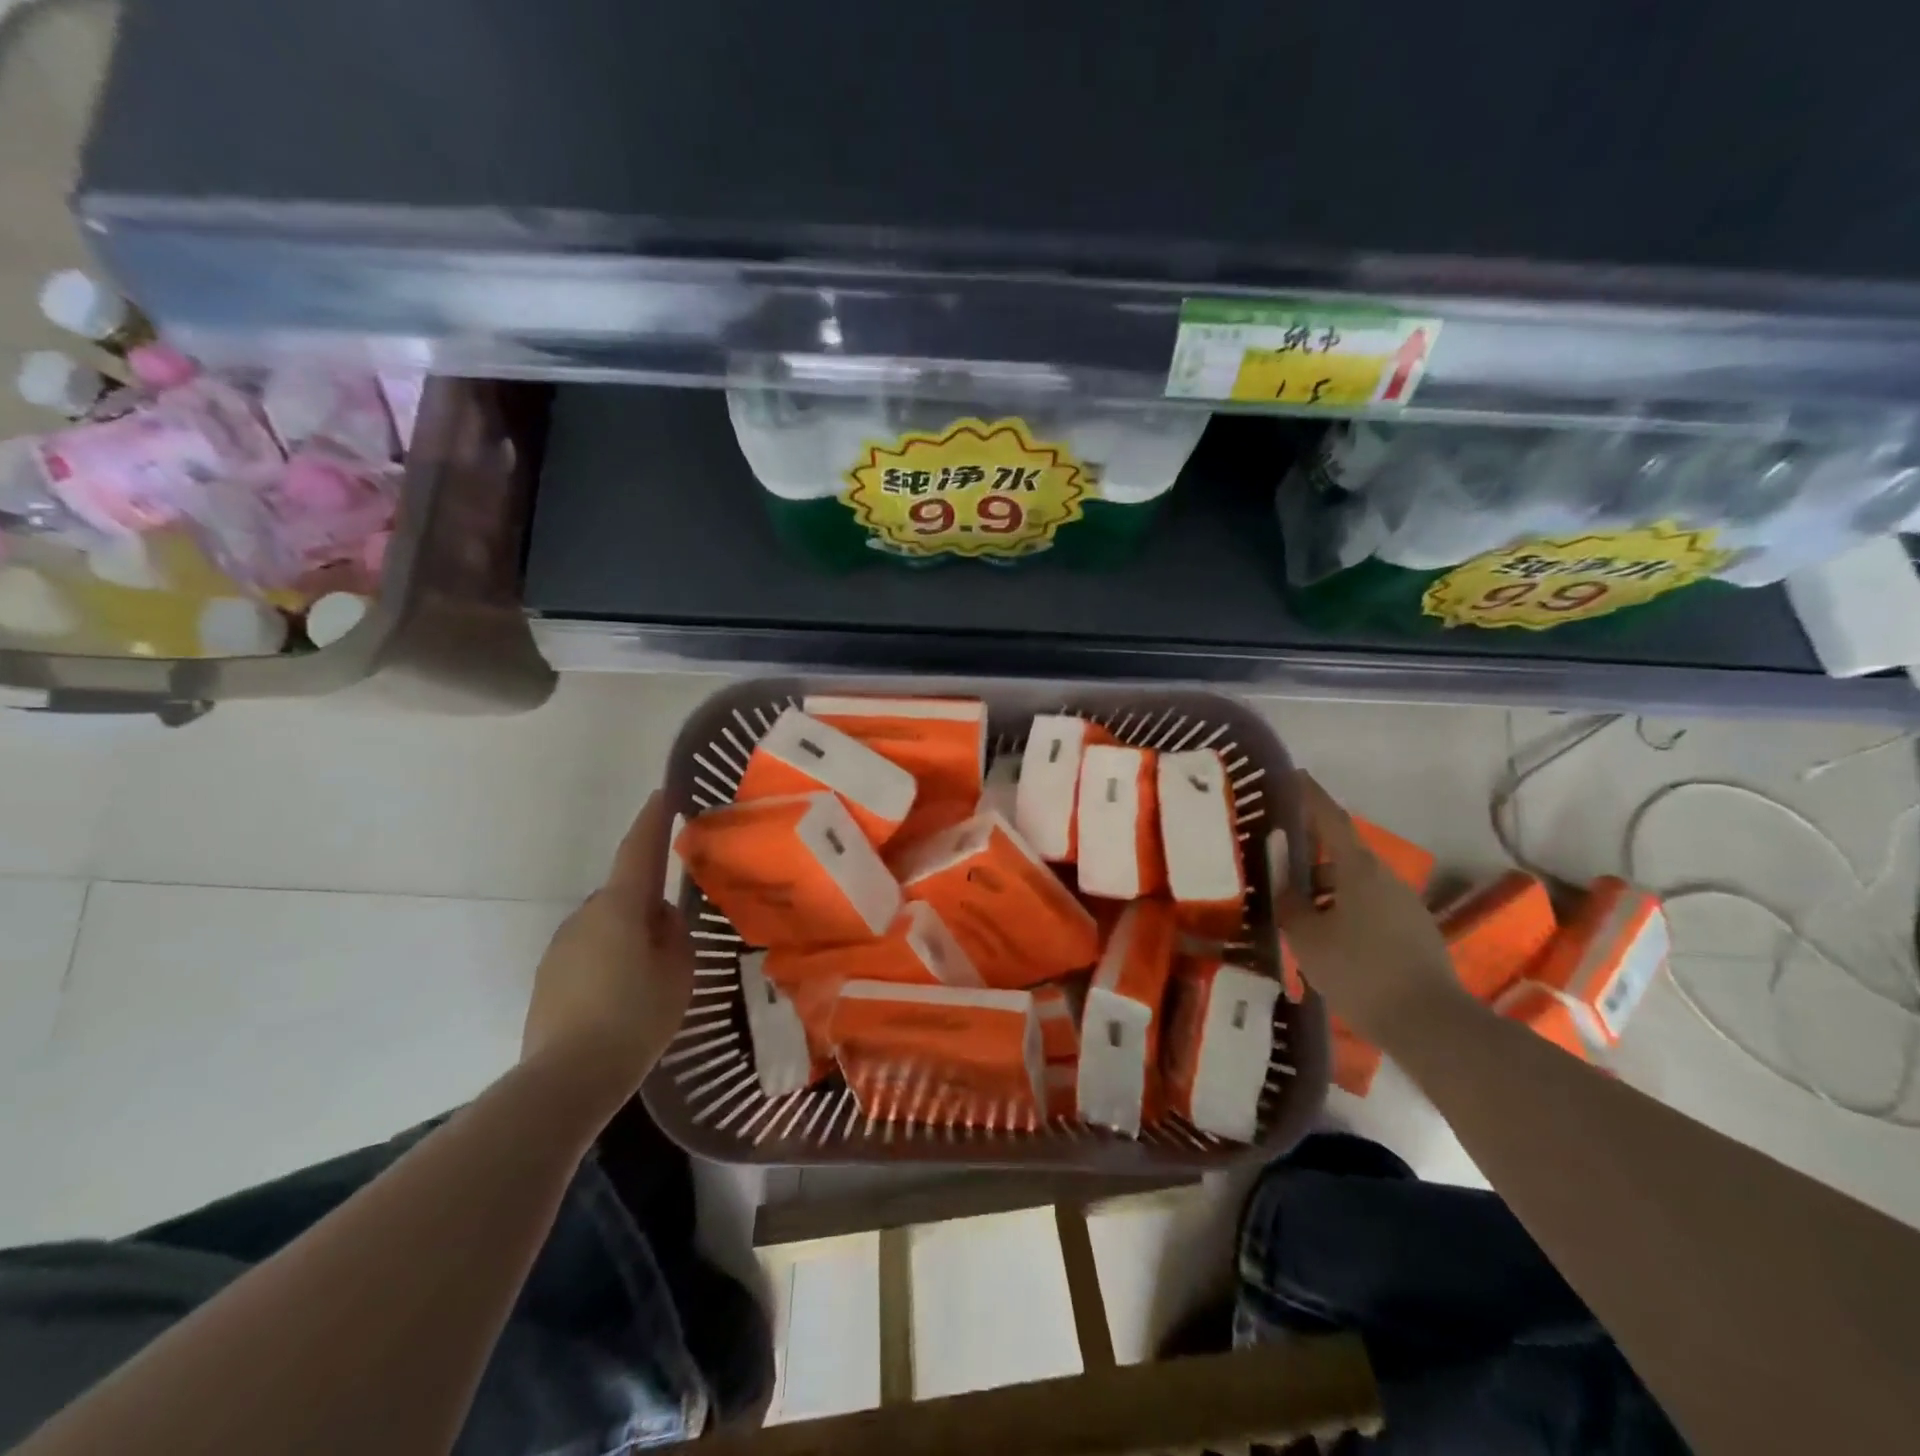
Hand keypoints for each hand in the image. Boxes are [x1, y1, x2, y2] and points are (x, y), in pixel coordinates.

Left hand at [522, 792, 693, 1098]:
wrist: (567, 1078)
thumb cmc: (635, 1017)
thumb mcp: (678, 972)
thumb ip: (674, 935)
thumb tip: (661, 918)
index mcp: (620, 906)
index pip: (639, 850)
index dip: (653, 820)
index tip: (664, 793)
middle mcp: (586, 915)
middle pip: (624, 895)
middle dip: (648, 905)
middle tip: (675, 938)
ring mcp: (561, 946)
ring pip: (606, 927)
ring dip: (628, 939)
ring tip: (650, 980)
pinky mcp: (548, 977)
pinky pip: (589, 954)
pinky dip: (609, 963)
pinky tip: (622, 1000)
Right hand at [1274, 771, 1468, 1046]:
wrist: (1429, 1024)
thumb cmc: (1359, 970)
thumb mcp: (1307, 937)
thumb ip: (1289, 902)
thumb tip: (1282, 882)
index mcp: (1359, 869)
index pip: (1330, 819)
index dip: (1310, 796)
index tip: (1293, 775)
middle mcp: (1385, 878)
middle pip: (1341, 853)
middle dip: (1309, 853)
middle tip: (1276, 858)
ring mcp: (1403, 905)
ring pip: (1353, 883)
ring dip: (1323, 888)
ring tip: (1293, 909)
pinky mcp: (1412, 931)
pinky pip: (1367, 907)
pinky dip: (1340, 909)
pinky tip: (1323, 936)